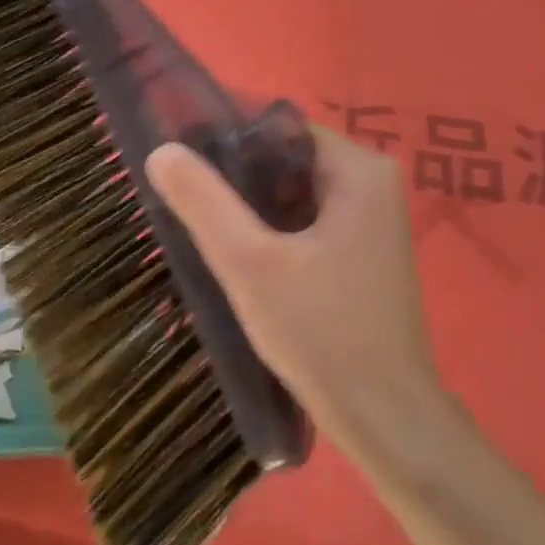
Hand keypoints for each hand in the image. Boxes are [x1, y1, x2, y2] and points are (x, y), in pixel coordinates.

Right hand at [146, 125, 454, 470]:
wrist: (382, 415)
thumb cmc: (319, 332)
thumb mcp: (249, 263)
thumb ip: (204, 202)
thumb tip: (162, 150)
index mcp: (359, 171)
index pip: (279, 129)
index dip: (226, 142)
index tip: (182, 168)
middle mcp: (373, 185)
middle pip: (285, 161)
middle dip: (235, 180)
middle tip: (187, 206)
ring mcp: (371, 222)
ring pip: (292, 195)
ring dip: (250, 210)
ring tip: (206, 232)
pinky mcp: (360, 254)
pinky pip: (305, 223)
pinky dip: (271, 233)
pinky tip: (240, 259)